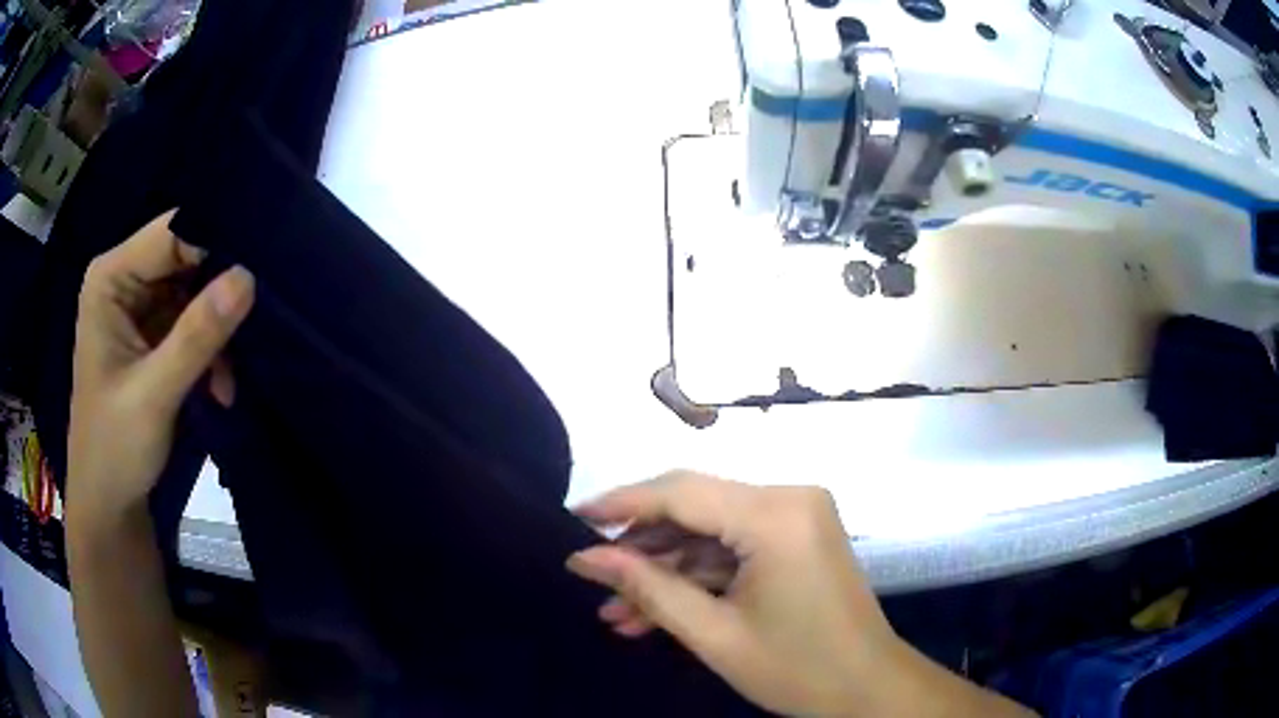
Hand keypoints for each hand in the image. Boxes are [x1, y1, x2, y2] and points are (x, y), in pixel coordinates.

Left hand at [67, 211, 253, 520]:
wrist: (109, 504)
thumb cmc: (115, 448)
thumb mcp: (154, 394)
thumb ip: (197, 336)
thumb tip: (248, 276)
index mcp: (111, 278)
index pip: (172, 233)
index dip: (215, 244)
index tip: (259, 269)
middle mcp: (124, 280)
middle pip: (186, 258)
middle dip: (219, 291)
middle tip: (255, 321)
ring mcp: (139, 308)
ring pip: (195, 291)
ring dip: (218, 329)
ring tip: (230, 375)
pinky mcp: (152, 336)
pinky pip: (193, 322)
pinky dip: (212, 350)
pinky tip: (221, 386)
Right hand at [567, 472, 1032, 717]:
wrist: (869, 690)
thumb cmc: (798, 669)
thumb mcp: (714, 635)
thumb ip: (647, 588)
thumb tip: (584, 559)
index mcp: (775, 515)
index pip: (681, 492)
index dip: (622, 504)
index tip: (573, 519)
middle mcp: (789, 499)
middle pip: (695, 508)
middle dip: (641, 547)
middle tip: (592, 578)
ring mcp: (797, 518)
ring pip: (709, 534)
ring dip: (665, 571)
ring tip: (614, 612)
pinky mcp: (797, 539)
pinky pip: (733, 550)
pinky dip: (697, 578)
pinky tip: (655, 613)